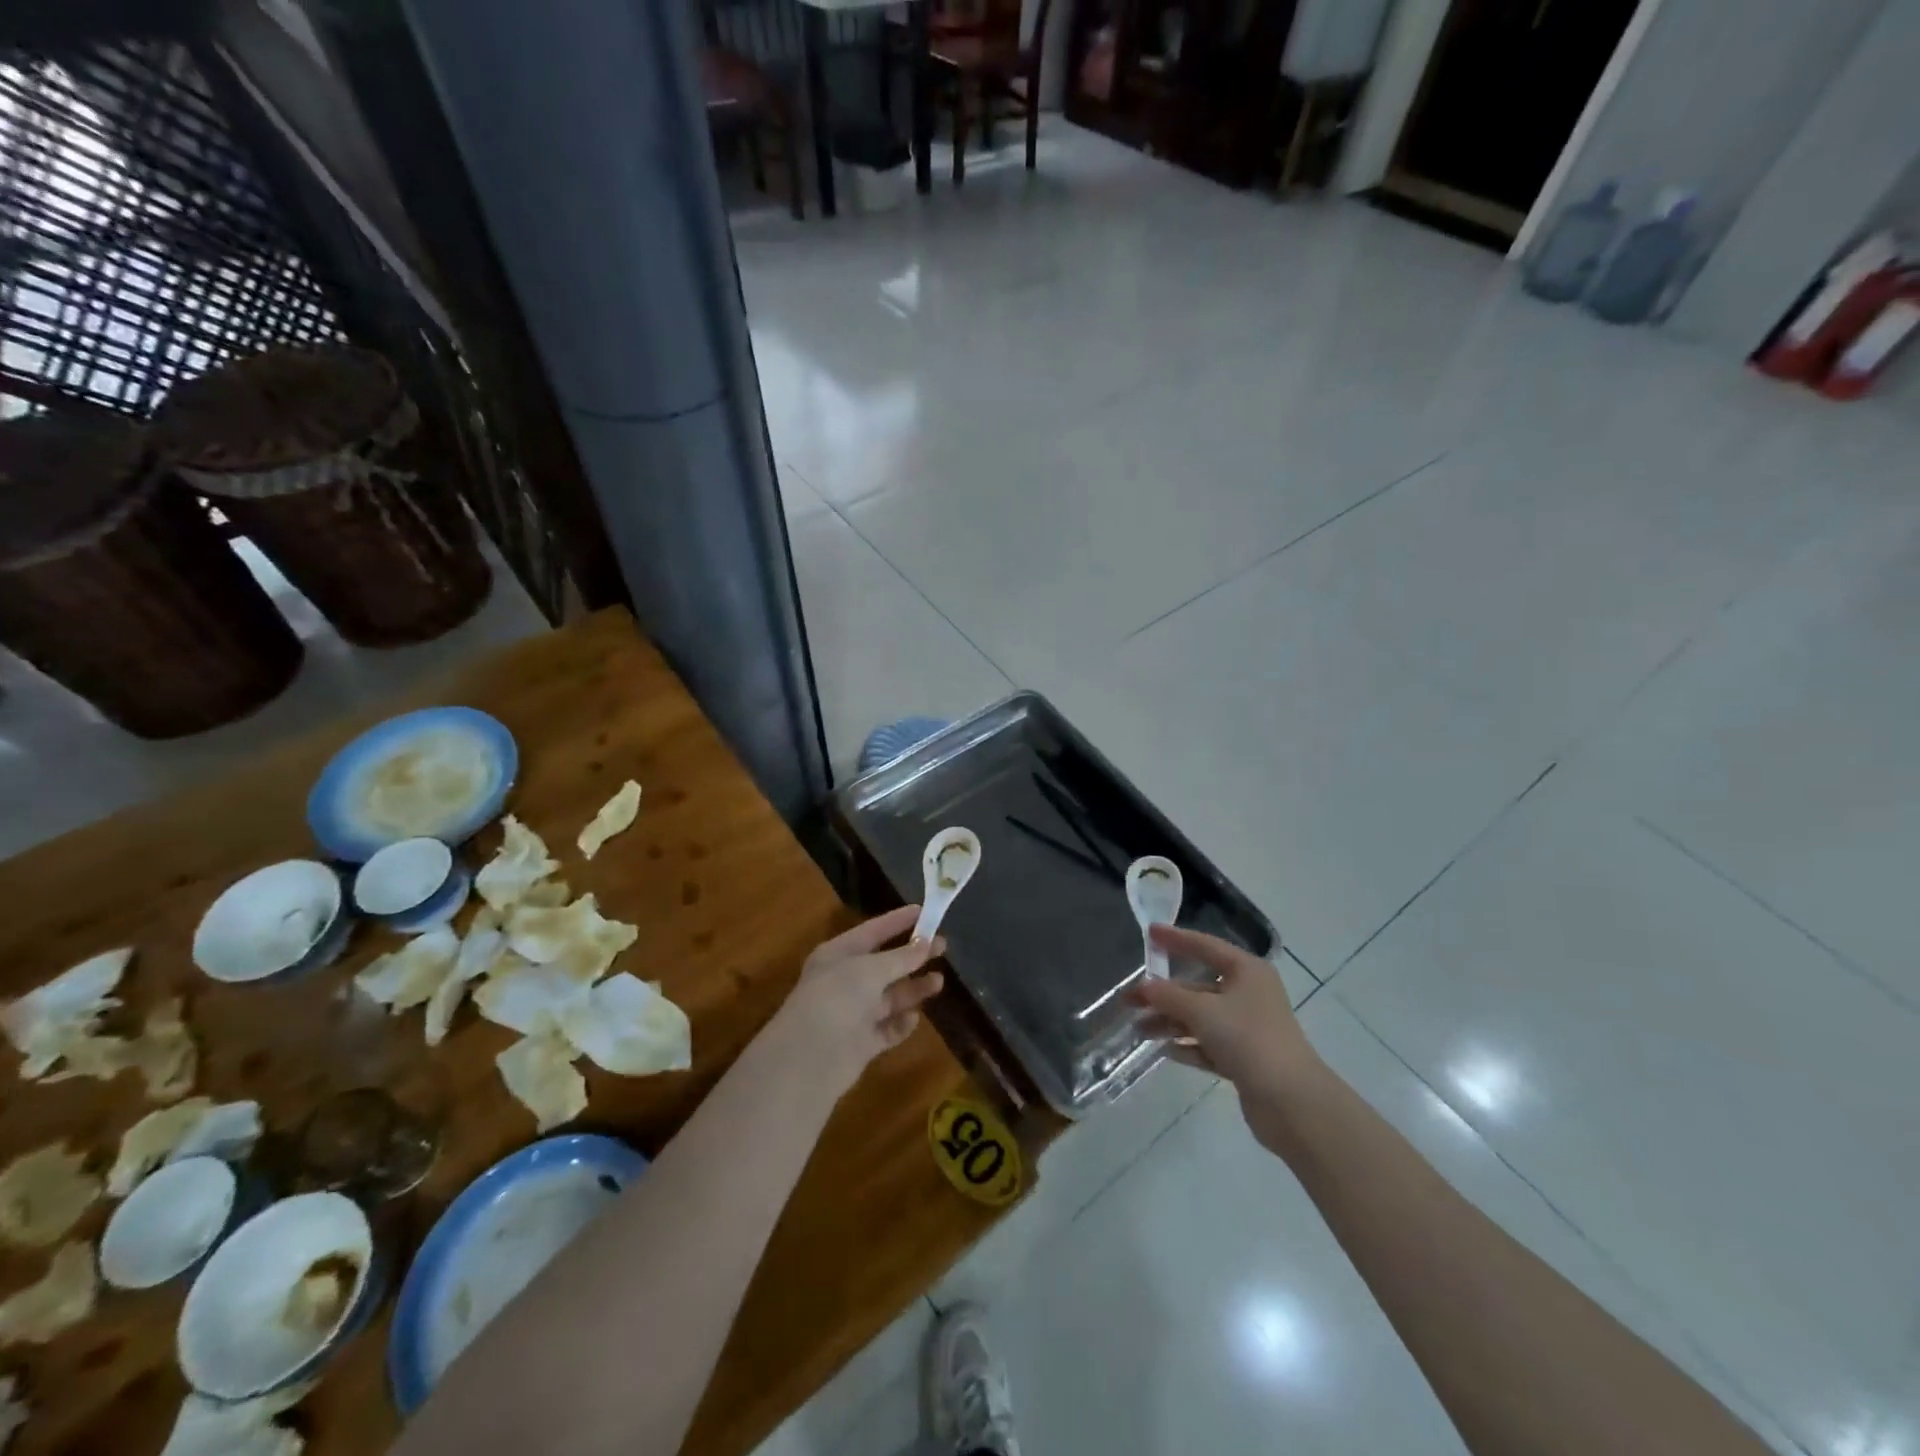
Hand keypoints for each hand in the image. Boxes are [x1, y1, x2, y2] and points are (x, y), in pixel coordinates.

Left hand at [767, 906, 944, 1097]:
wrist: (808, 1059)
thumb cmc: (837, 999)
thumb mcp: (870, 970)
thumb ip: (901, 958)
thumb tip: (926, 943)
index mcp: (838, 955)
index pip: (873, 931)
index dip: (898, 921)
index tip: (926, 911)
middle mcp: (845, 981)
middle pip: (885, 964)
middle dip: (913, 956)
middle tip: (943, 947)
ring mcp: (853, 1013)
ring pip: (890, 996)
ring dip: (913, 989)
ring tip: (939, 982)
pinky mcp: (862, 1043)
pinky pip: (887, 1028)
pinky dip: (901, 1023)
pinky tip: (914, 1017)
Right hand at [1130, 925, 1326, 1153]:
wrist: (1291, 1101)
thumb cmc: (1247, 1038)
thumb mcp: (1202, 1011)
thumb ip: (1168, 995)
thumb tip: (1144, 987)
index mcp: (1246, 971)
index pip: (1205, 946)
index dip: (1175, 939)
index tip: (1149, 933)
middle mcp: (1249, 994)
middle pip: (1198, 987)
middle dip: (1163, 994)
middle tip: (1129, 1000)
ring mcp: (1248, 1027)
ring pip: (1201, 1017)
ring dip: (1170, 1022)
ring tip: (1139, 1031)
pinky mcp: (1246, 1058)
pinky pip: (1209, 1044)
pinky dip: (1188, 1045)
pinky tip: (1166, 1051)